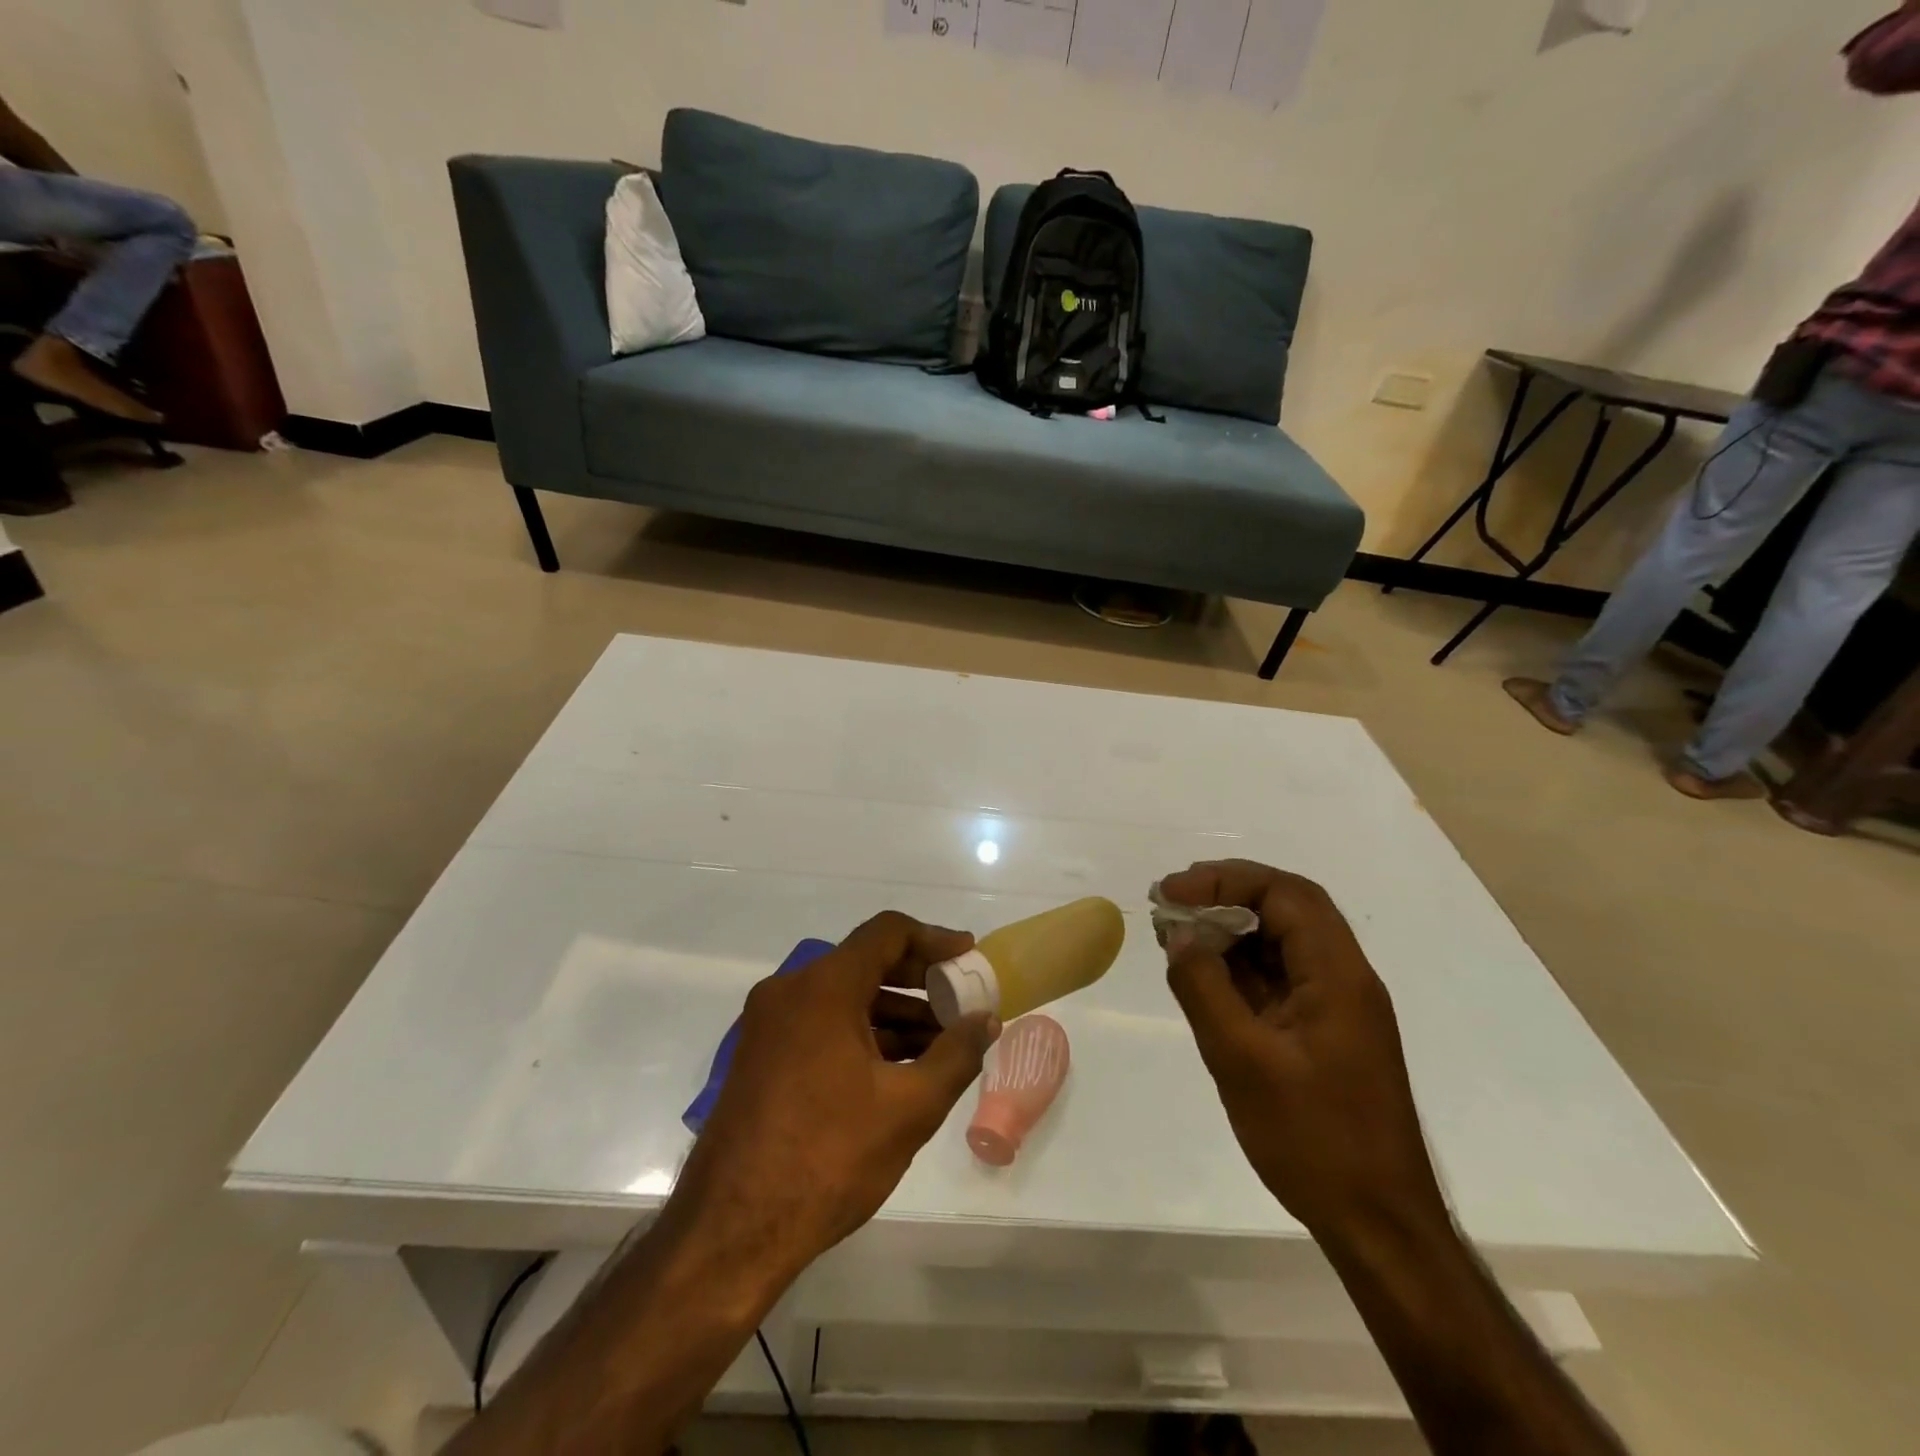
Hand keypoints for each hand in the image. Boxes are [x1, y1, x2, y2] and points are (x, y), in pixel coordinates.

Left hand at [671, 913, 1000, 1282]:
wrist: (731, 1232)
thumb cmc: (828, 1158)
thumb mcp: (909, 1107)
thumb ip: (956, 1055)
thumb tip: (987, 1020)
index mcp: (822, 988)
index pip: (887, 933)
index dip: (934, 939)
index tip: (968, 956)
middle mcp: (789, 991)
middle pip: (864, 961)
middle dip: (918, 980)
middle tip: (960, 1001)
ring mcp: (768, 1024)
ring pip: (843, 996)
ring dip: (893, 1011)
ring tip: (940, 1043)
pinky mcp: (760, 1056)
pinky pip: (821, 1023)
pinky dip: (862, 1033)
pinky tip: (897, 1067)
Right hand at [1159, 861, 1446, 1242]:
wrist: (1378, 1225)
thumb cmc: (1313, 1140)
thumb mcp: (1241, 1060)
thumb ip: (1203, 988)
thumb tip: (1179, 935)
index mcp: (1338, 975)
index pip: (1284, 895)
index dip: (1224, 881)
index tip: (1172, 893)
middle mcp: (1344, 978)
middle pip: (1288, 908)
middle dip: (1226, 894)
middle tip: (1172, 901)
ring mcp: (1337, 1006)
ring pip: (1283, 940)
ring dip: (1231, 927)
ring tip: (1177, 932)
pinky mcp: (1325, 1031)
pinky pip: (1280, 976)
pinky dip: (1240, 964)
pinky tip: (1203, 973)